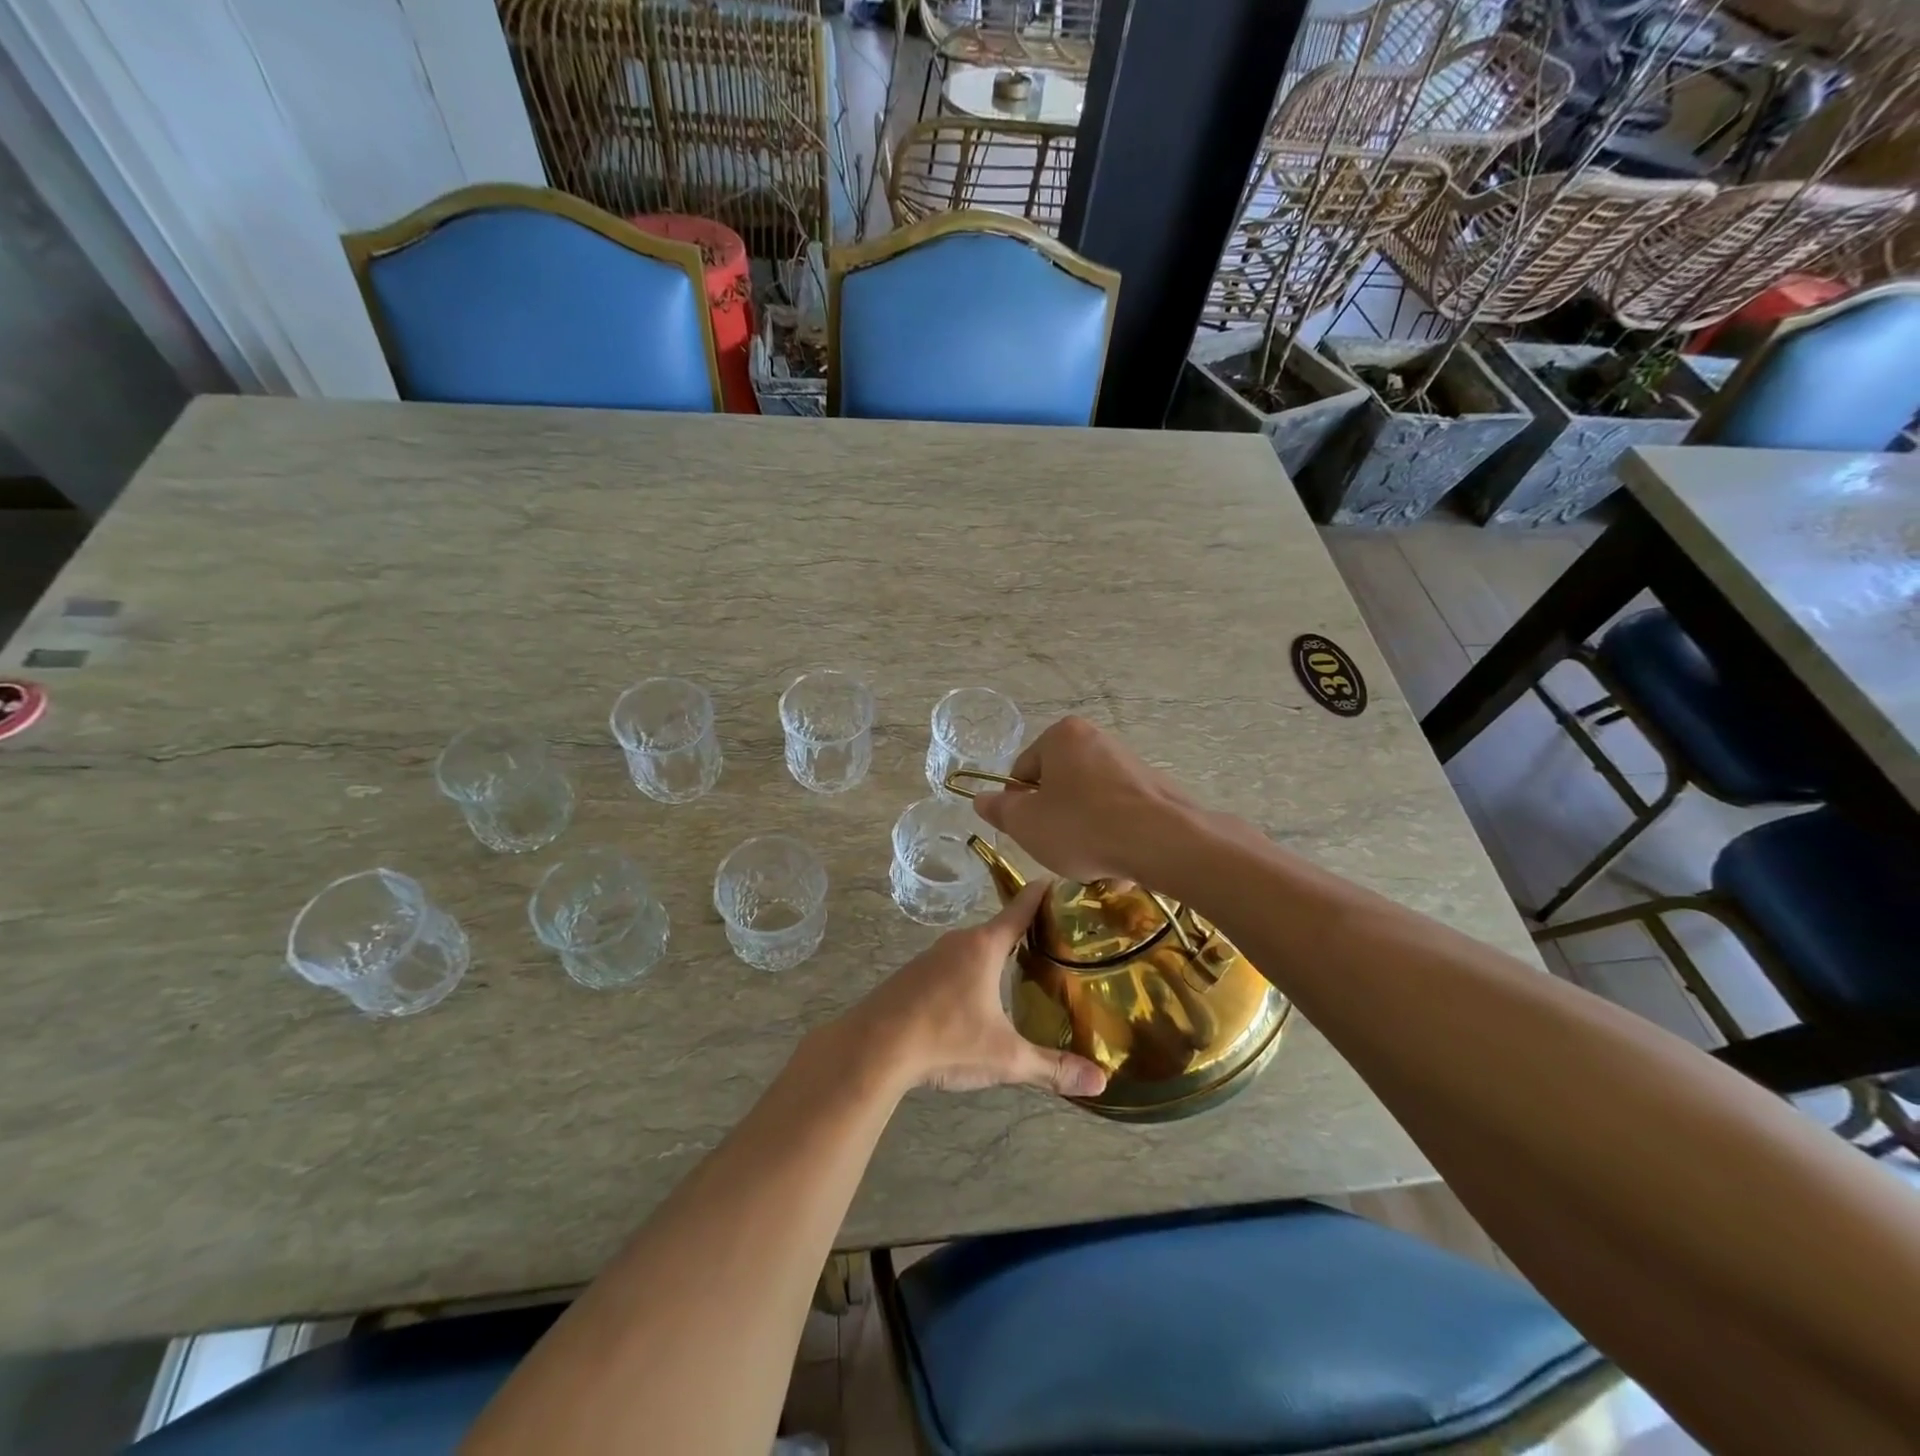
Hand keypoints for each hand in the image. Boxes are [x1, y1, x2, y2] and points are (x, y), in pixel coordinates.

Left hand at [846, 881, 1106, 1097]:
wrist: (873, 1047)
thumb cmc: (946, 1039)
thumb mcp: (1005, 1056)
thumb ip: (1052, 1067)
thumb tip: (1101, 1082)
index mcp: (984, 947)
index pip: (1020, 909)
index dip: (1041, 894)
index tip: (1058, 880)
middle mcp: (958, 942)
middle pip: (997, 929)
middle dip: (1023, 933)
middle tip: (1055, 941)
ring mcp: (930, 958)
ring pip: (971, 950)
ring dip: (993, 957)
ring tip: (1020, 971)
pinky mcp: (911, 977)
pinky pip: (950, 966)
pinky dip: (968, 973)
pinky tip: (974, 999)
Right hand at [971, 716, 1196, 883]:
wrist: (1164, 842)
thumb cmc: (1082, 827)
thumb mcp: (1027, 824)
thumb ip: (999, 809)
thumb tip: (980, 798)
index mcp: (1062, 736)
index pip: (1023, 771)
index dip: (1020, 806)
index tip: (1030, 833)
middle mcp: (1097, 738)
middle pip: (1058, 785)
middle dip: (1054, 819)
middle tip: (1058, 849)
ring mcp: (1129, 762)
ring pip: (1088, 802)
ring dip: (1083, 831)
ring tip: (1091, 861)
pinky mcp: (1154, 788)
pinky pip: (1119, 813)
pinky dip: (1112, 835)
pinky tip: (1118, 862)